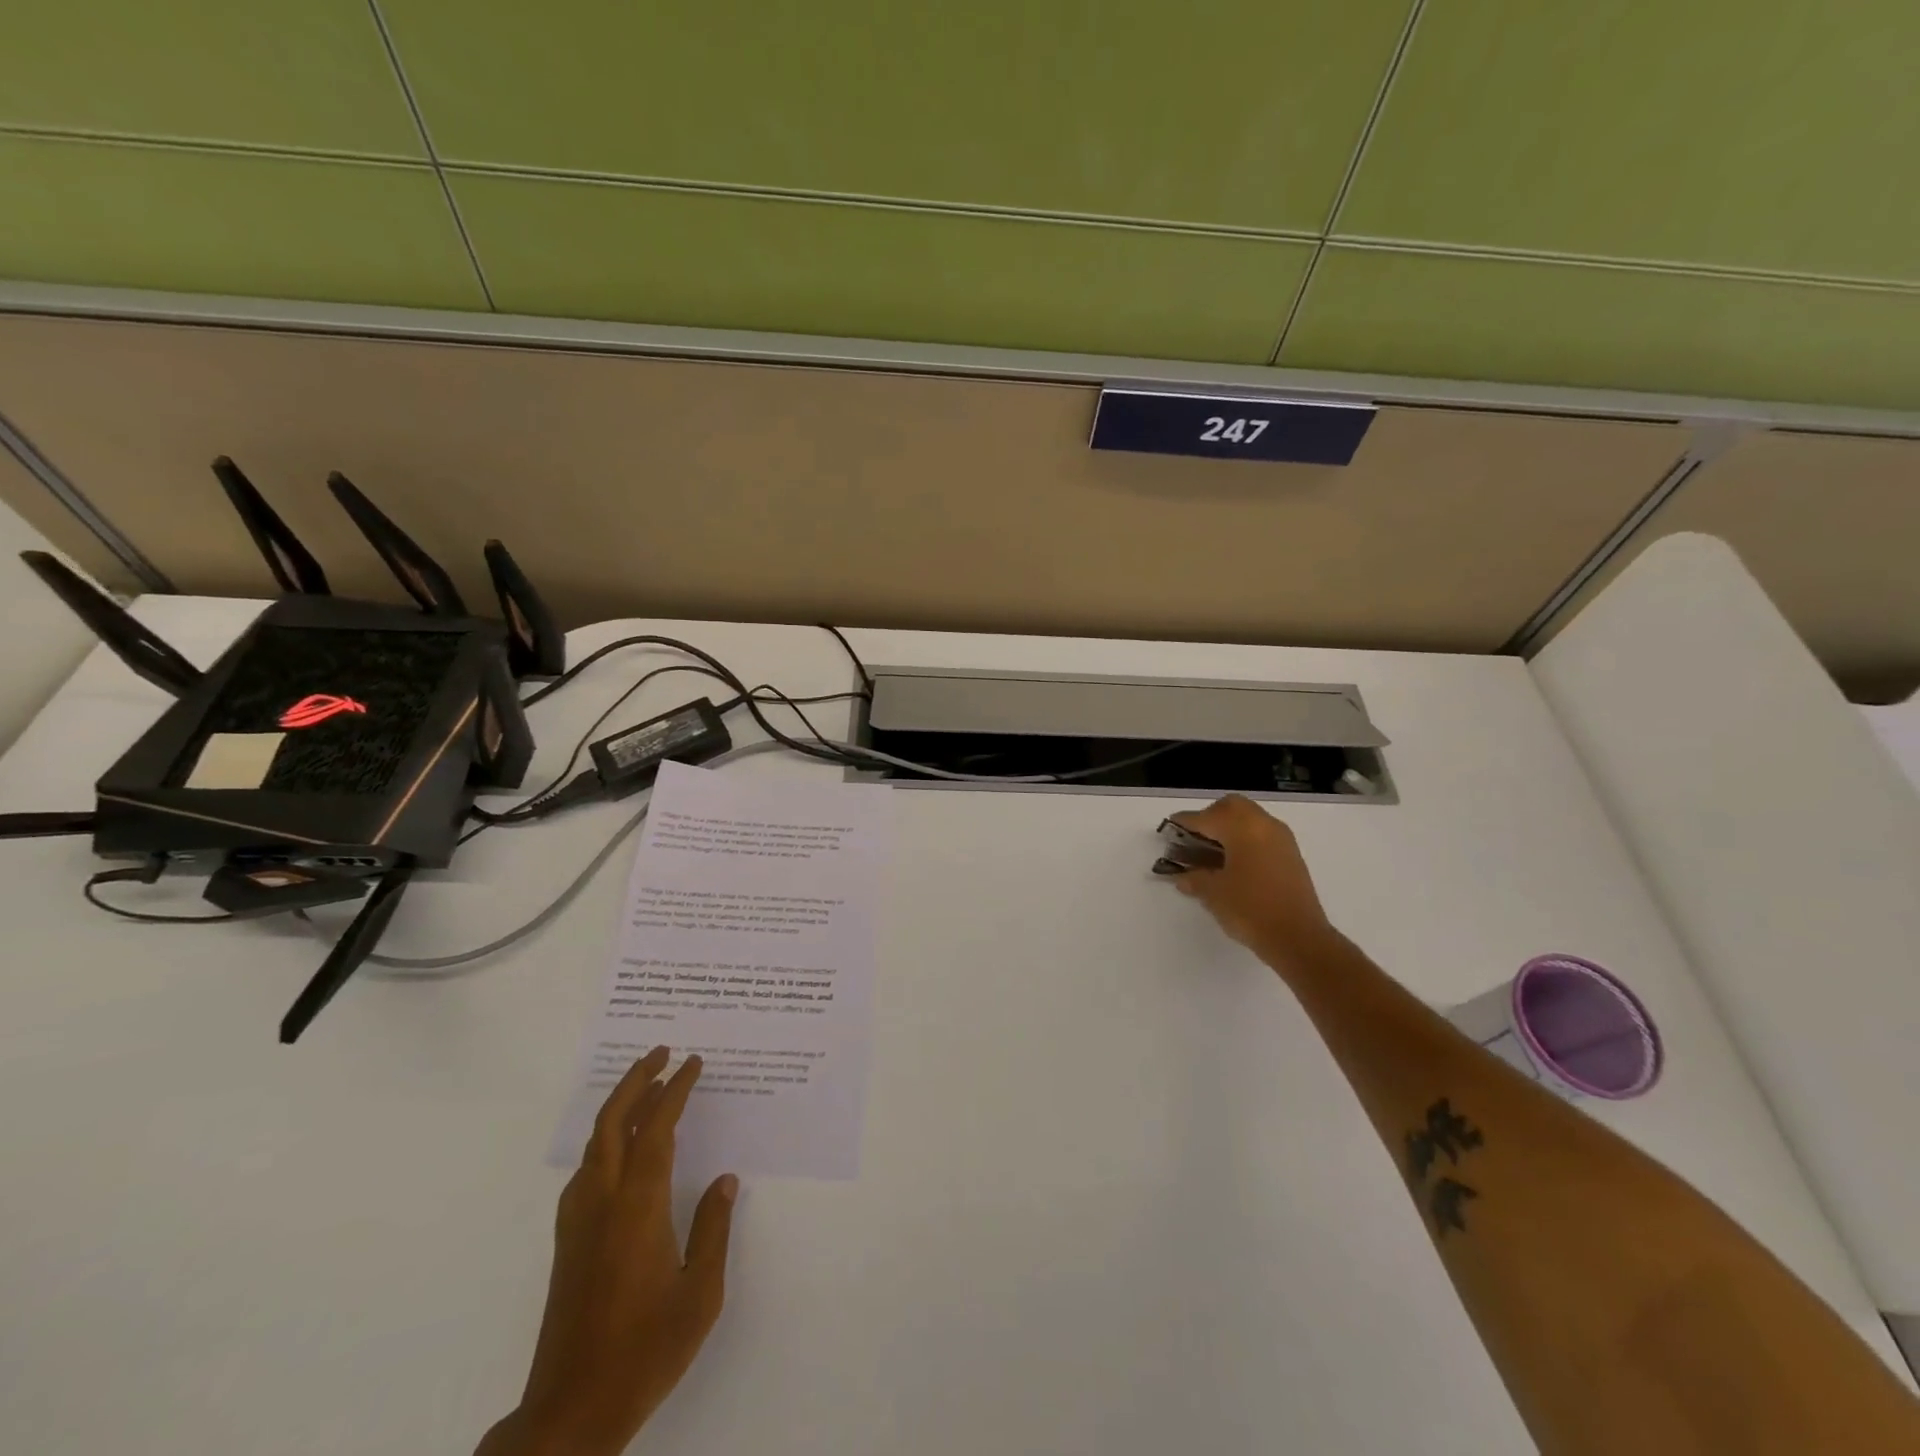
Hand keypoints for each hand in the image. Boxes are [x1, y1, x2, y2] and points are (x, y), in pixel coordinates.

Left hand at [478, 1048, 737, 1455]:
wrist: (571, 1411)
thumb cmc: (644, 1350)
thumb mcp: (699, 1294)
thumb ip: (713, 1230)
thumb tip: (724, 1181)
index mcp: (637, 1208)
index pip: (656, 1129)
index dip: (675, 1090)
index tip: (693, 1062)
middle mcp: (602, 1203)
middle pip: (612, 1122)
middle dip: (637, 1080)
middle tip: (662, 1051)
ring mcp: (577, 1222)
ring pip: (594, 1144)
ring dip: (619, 1107)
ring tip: (646, 1088)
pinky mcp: (567, 1242)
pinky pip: (586, 1170)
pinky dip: (605, 1141)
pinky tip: (619, 1151)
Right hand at [1164, 796, 1338, 963]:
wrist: (1299, 938)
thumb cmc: (1250, 909)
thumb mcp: (1213, 893)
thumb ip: (1194, 878)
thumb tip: (1182, 876)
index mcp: (1242, 828)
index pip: (1206, 817)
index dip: (1185, 822)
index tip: (1170, 827)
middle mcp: (1264, 825)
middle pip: (1232, 807)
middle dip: (1211, 816)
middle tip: (1195, 837)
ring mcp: (1282, 839)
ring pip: (1250, 818)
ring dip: (1230, 827)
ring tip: (1213, 851)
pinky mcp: (1291, 856)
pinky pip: (1262, 834)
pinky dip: (1245, 839)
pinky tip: (1234, 863)